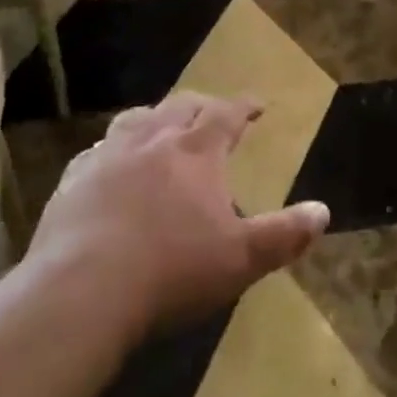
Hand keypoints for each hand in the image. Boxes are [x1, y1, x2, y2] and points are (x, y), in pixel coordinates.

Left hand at [32, 93, 328, 344]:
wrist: (82, 291)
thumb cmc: (172, 271)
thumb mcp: (241, 259)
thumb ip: (284, 234)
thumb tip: (323, 211)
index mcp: (196, 152)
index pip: (226, 114)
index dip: (244, 107)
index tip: (257, 105)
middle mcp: (153, 141)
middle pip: (181, 106)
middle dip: (201, 106)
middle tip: (212, 113)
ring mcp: (108, 158)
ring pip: (135, 120)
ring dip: (154, 117)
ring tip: (161, 126)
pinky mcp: (72, 182)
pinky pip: (94, 153)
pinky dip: (110, 150)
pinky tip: (107, 164)